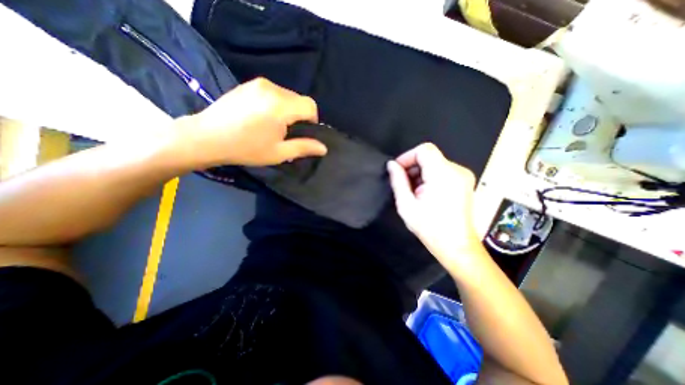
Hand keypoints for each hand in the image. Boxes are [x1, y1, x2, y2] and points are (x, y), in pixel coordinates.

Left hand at [174, 77, 328, 166]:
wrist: (207, 137)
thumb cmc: (246, 148)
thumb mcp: (278, 153)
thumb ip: (304, 147)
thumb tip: (324, 148)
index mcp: (281, 106)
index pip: (310, 106)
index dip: (313, 120)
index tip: (302, 133)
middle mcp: (272, 89)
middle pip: (300, 99)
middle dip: (300, 115)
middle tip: (287, 132)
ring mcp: (259, 83)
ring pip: (288, 95)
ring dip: (289, 109)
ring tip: (274, 125)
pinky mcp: (249, 84)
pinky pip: (274, 92)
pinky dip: (277, 103)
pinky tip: (263, 116)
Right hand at [387, 143, 483, 271]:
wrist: (456, 246)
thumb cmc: (430, 227)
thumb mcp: (406, 205)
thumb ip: (398, 181)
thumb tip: (392, 165)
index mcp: (443, 175)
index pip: (424, 150)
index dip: (407, 157)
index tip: (398, 171)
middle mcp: (457, 170)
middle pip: (429, 156)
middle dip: (413, 168)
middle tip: (405, 186)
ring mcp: (464, 176)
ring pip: (435, 163)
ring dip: (420, 174)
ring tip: (415, 193)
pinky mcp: (465, 181)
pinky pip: (442, 171)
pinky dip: (430, 178)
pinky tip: (426, 194)